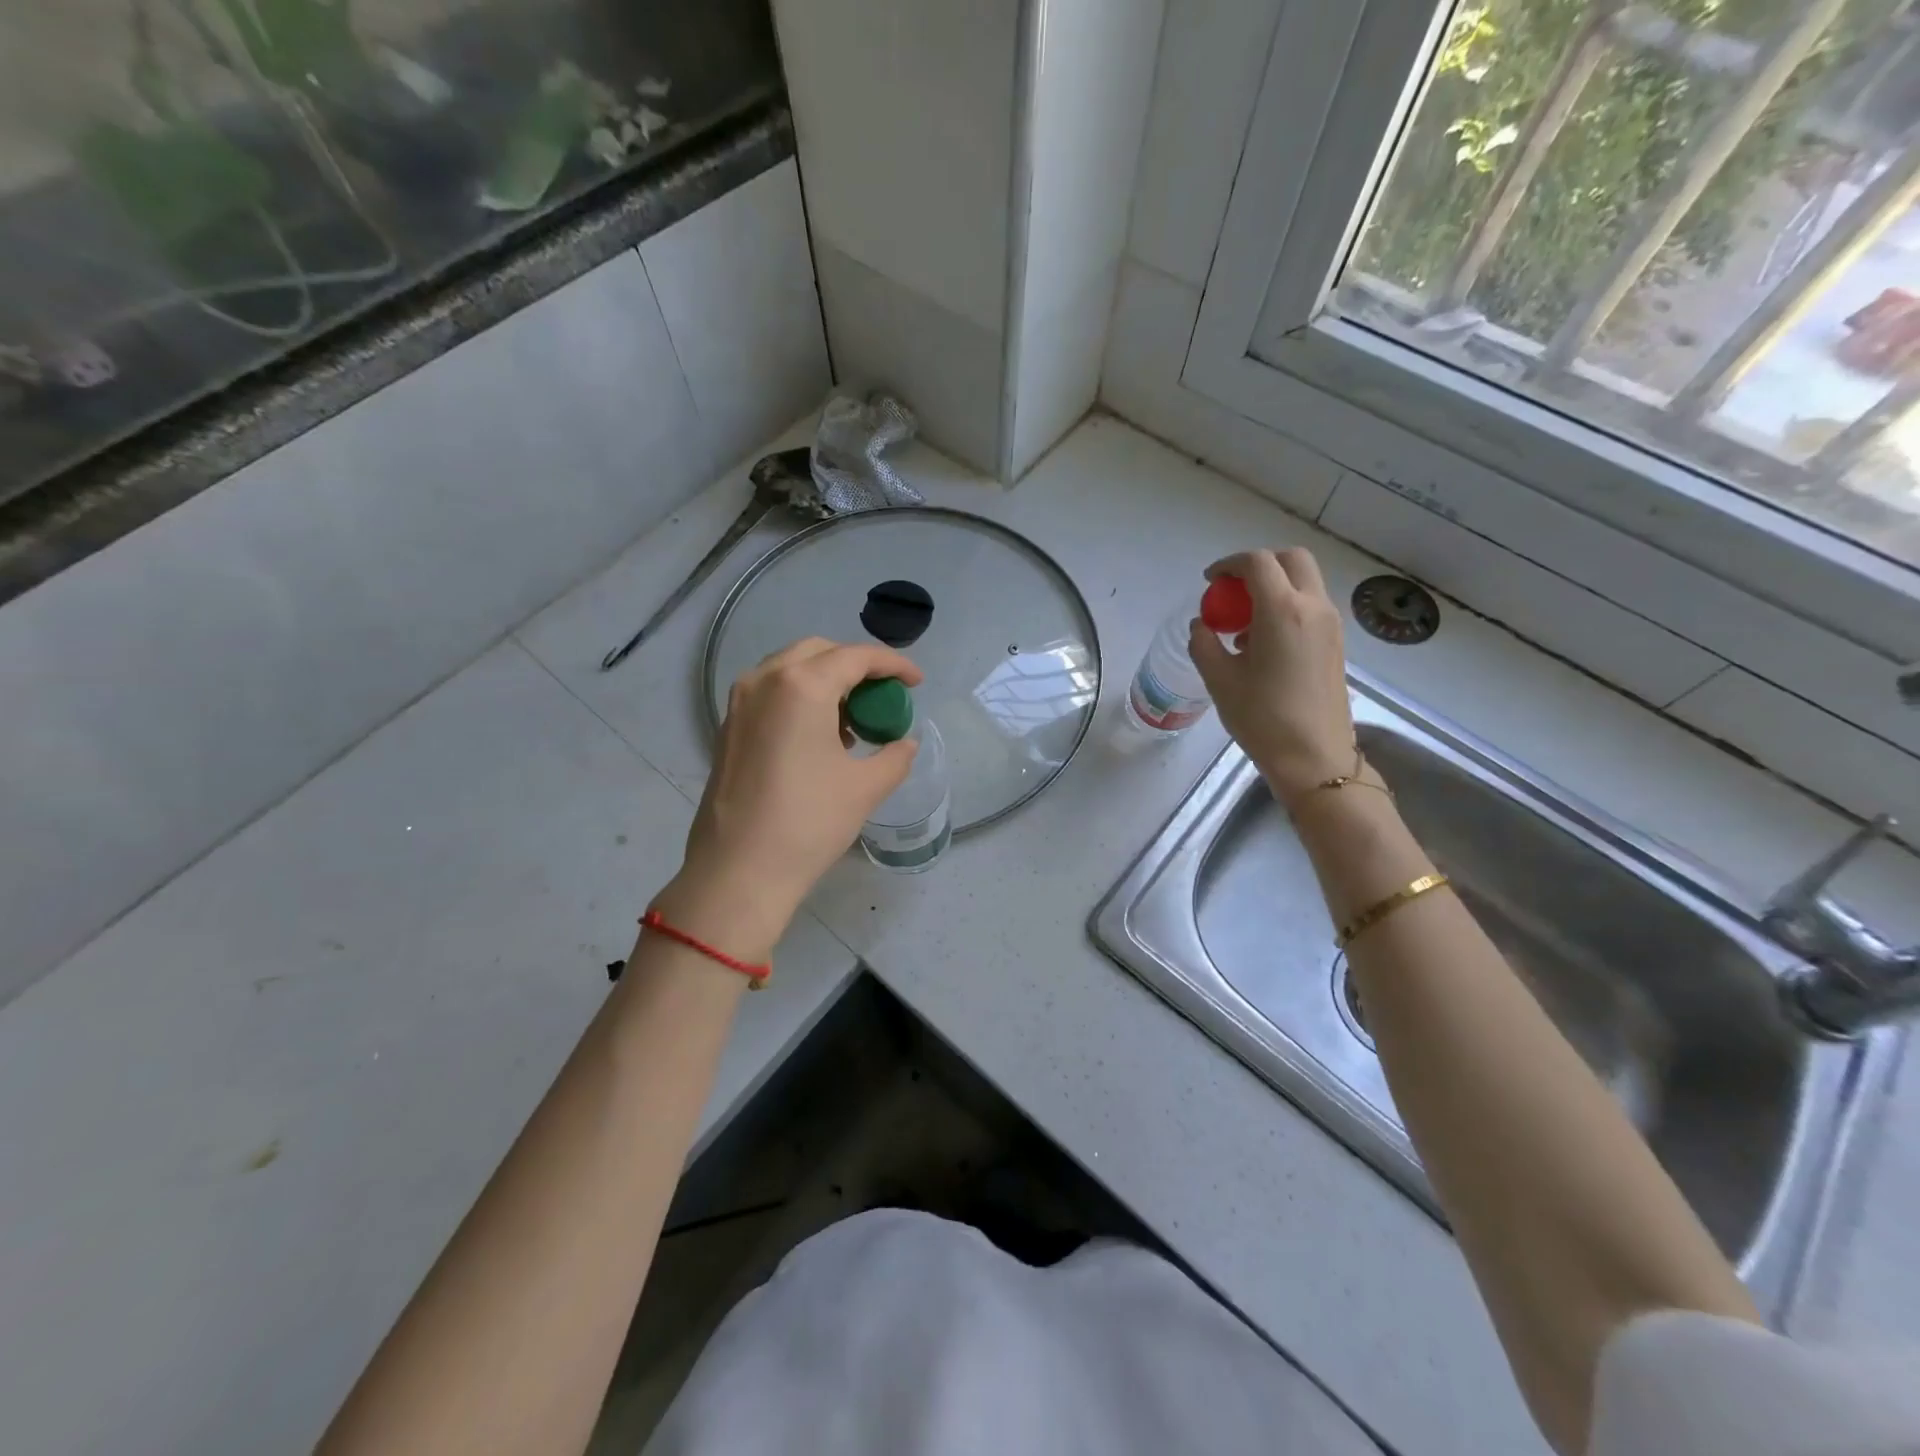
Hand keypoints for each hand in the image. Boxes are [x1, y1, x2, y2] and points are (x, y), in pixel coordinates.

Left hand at [658, 638, 923, 956]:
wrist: (738, 872)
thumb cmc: (808, 823)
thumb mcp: (865, 788)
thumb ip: (895, 756)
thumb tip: (905, 744)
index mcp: (801, 685)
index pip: (855, 657)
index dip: (892, 664)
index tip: (916, 682)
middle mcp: (765, 680)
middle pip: (819, 652)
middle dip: (856, 666)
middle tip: (882, 696)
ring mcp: (740, 702)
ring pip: (791, 669)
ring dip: (826, 681)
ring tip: (854, 720)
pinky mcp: (728, 726)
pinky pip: (772, 693)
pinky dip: (801, 698)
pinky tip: (820, 736)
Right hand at [1187, 548, 1357, 806]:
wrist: (1314, 757)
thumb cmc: (1262, 718)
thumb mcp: (1219, 679)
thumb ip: (1204, 643)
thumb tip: (1202, 625)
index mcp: (1282, 610)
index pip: (1257, 562)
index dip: (1229, 564)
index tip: (1210, 582)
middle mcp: (1313, 607)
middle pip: (1291, 560)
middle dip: (1259, 565)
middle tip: (1232, 590)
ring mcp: (1330, 624)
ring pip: (1304, 582)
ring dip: (1274, 587)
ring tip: (1243, 622)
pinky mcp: (1336, 643)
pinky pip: (1310, 606)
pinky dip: (1286, 607)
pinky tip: (1263, 643)